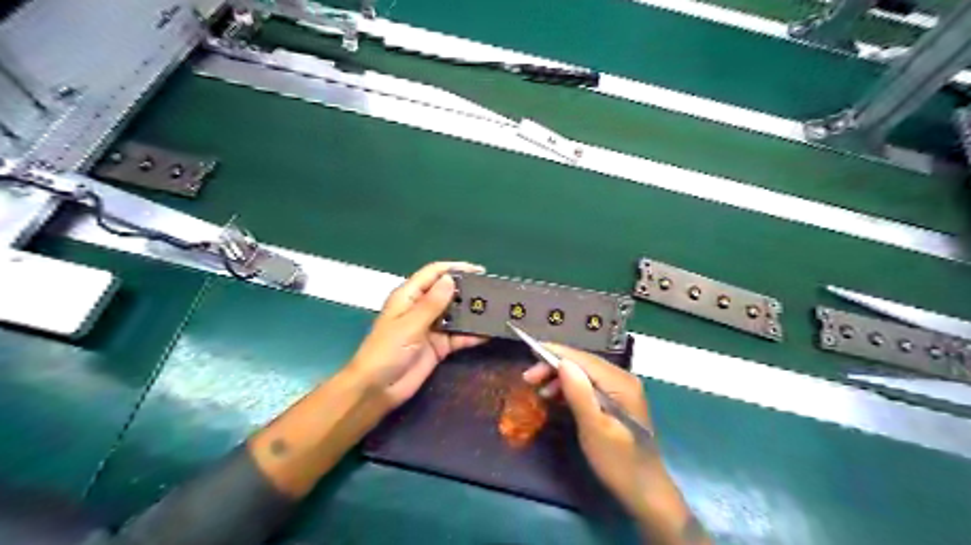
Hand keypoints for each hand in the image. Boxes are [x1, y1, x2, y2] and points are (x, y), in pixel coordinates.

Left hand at [347, 261, 484, 409]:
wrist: (377, 389)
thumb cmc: (386, 351)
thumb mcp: (409, 325)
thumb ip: (432, 304)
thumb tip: (450, 279)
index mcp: (409, 296)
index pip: (434, 273)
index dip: (455, 268)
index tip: (479, 271)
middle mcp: (421, 308)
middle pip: (448, 293)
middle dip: (468, 291)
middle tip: (494, 292)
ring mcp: (432, 328)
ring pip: (456, 315)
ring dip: (473, 313)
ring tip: (497, 310)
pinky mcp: (439, 347)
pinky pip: (459, 336)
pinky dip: (473, 335)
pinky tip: (490, 333)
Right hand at [524, 345, 677, 518]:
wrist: (644, 491)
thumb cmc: (618, 461)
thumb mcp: (594, 428)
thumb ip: (579, 393)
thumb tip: (562, 362)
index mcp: (620, 382)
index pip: (582, 358)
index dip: (555, 353)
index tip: (529, 353)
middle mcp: (622, 379)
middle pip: (582, 363)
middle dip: (554, 366)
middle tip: (529, 379)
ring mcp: (620, 389)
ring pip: (583, 373)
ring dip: (560, 378)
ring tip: (539, 391)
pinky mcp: (615, 400)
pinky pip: (588, 385)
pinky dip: (570, 388)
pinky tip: (556, 397)